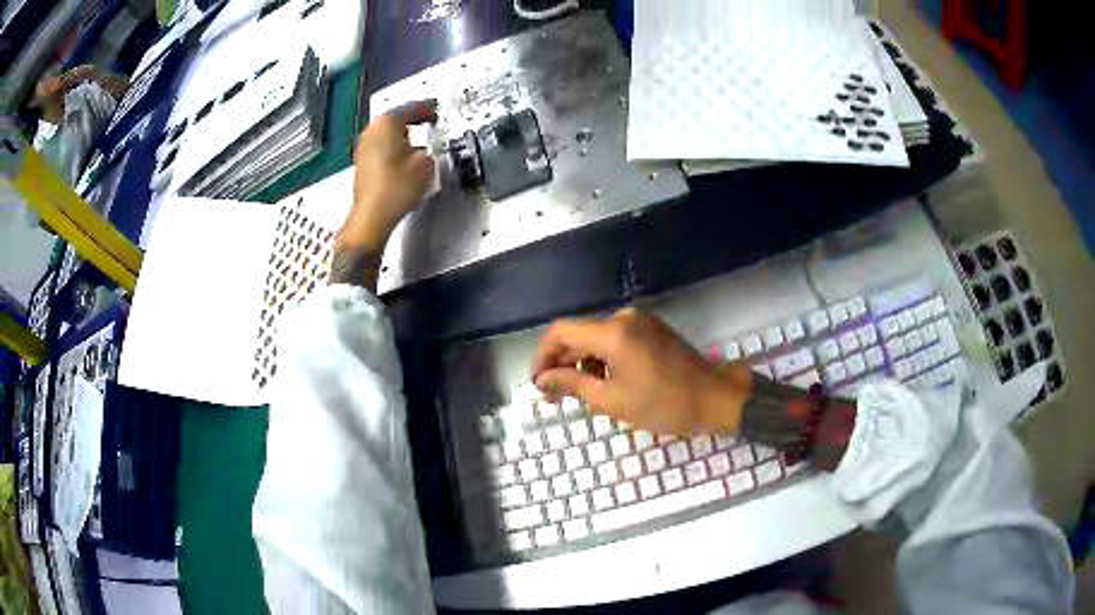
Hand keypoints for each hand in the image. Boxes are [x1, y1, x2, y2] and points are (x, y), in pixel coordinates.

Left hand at [337, 101, 437, 254]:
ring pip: (386, 134)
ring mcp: (363, 148)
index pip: (410, 108)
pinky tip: (403, 158)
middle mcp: (371, 131)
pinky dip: (393, 148)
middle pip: (394, 119)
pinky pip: (381, 147)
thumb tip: (421, 151)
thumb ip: (427, 150)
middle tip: (427, 121)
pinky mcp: (361, 164)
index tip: (435, 110)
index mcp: (386, 123)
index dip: (426, 108)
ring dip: (401, 135)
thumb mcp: (425, 164)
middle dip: (411, 120)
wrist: (372, 216)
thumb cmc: (397, 187)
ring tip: (417, 141)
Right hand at [531, 309, 752, 434]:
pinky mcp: (651, 328)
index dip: (543, 355)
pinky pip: (615, 338)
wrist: (714, 397)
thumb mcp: (613, 400)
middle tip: (553, 396)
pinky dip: (603, 358)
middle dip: (562, 363)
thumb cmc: (664, 404)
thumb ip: (573, 384)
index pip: (561, 332)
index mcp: (613, 333)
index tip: (538, 382)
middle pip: (579, 334)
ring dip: (582, 362)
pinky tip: (603, 382)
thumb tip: (542, 380)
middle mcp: (623, 318)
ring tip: (579, 393)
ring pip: (596, 338)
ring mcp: (640, 321)